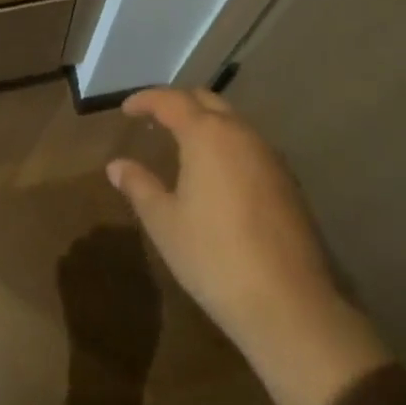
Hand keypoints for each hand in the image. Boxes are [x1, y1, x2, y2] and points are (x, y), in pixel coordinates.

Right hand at [107, 87, 342, 356]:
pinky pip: (249, 146)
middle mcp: (240, 134)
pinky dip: (227, 145)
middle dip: (178, 103)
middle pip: (206, 100)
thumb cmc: (213, 257)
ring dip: (206, 123)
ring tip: (182, 143)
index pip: (171, 100)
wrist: (288, 304)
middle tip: (154, 118)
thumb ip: (139, 186)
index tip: (126, 109)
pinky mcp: (287, 181)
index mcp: (206, 135)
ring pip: (232, 121)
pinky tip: (217, 173)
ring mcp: (269, 156)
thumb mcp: (164, 222)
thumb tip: (116, 166)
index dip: (145, 100)